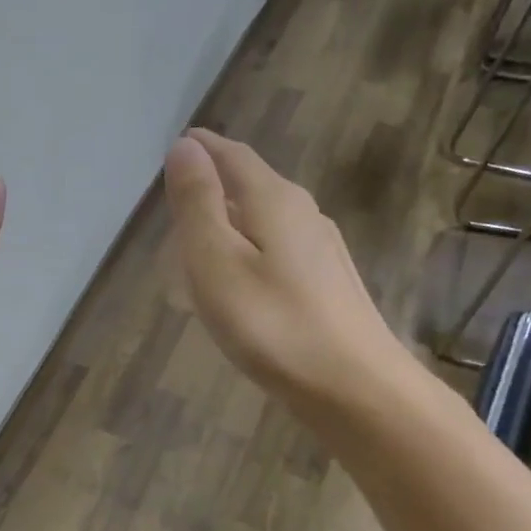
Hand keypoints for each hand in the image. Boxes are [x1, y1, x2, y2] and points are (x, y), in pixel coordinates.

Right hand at [162, 127, 401, 418]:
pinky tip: (242, 276)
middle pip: (252, 183)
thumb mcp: (216, 262)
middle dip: (216, 181)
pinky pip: (279, 247)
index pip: (233, 156)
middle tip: (179, 194)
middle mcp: (304, 213)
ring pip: (267, 217)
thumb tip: (185, 146)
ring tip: (202, 235)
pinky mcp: (329, 283)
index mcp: (274, 200)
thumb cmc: (270, 324)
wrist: (352, 387)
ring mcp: (323, 249)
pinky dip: (251, 246)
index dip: (202, 148)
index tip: (178, 143)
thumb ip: (198, 204)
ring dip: (233, 217)